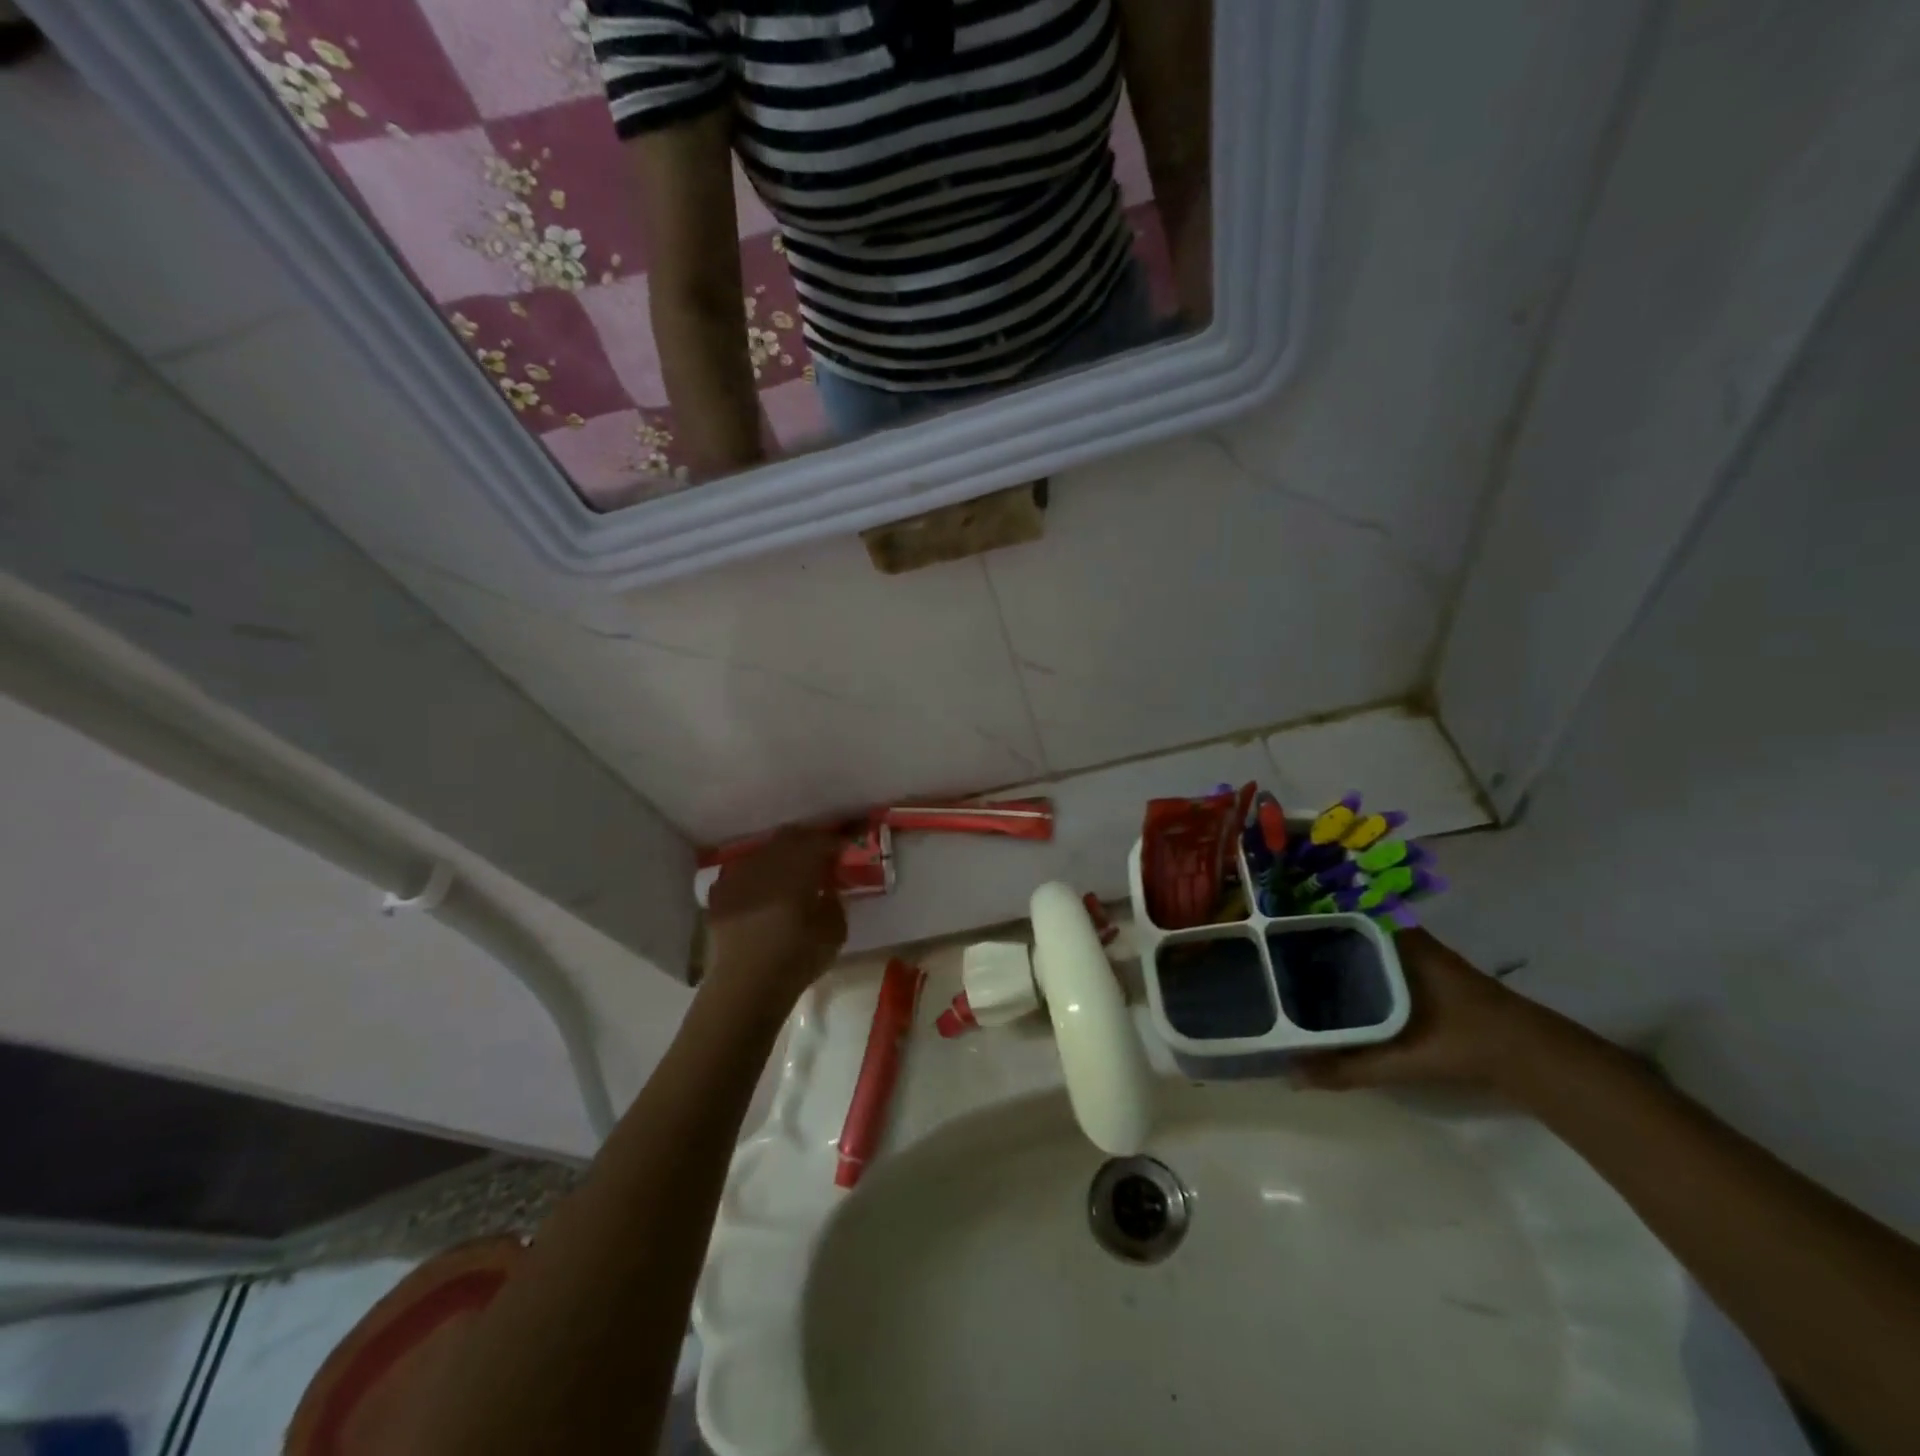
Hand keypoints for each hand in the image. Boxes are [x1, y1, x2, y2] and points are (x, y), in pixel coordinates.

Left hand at [704, 829, 846, 1005]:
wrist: (744, 990)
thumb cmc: (796, 962)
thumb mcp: (834, 934)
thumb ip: (835, 902)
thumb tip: (828, 887)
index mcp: (796, 873)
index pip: (819, 842)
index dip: (834, 842)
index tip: (844, 849)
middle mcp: (765, 866)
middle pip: (788, 838)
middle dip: (806, 841)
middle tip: (819, 855)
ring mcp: (738, 877)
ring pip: (763, 852)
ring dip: (780, 856)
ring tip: (790, 872)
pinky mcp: (719, 894)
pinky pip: (742, 872)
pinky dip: (756, 874)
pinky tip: (761, 890)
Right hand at [1292, 929, 1539, 1093]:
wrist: (1535, 1058)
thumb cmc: (1465, 1041)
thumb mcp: (1402, 1058)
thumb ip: (1348, 1067)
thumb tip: (1291, 1075)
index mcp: (1396, 941)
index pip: (1342, 912)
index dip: (1307, 912)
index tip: (1273, 921)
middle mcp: (1405, 939)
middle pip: (1349, 926)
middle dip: (1313, 934)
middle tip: (1273, 948)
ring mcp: (1419, 956)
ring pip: (1365, 944)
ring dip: (1335, 951)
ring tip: (1293, 964)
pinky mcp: (1428, 977)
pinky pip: (1379, 960)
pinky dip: (1356, 968)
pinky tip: (1336, 987)